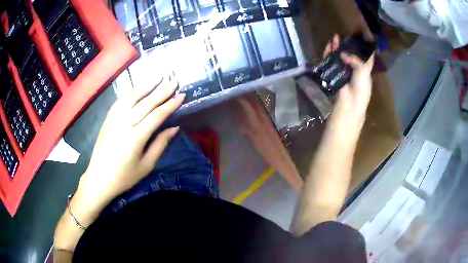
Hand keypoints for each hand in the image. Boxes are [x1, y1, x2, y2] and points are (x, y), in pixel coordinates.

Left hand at [74, 74, 184, 220]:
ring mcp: (114, 119)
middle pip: (146, 103)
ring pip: (132, 97)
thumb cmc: (124, 177)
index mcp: (136, 138)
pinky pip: (121, 101)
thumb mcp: (146, 166)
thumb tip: (174, 128)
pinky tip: (139, 88)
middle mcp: (124, 123)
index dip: (170, 104)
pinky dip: (131, 92)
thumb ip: (160, 145)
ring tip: (159, 77)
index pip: (156, 115)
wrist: (98, 178)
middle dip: (162, 90)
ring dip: (147, 86)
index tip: (181, 95)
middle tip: (174, 80)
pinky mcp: (108, 119)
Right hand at [323, 35, 374, 120]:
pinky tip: (329, 47)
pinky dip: (329, 54)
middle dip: (347, 45)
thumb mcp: (363, 71)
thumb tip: (341, 54)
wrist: (351, 102)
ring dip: (337, 48)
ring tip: (334, 38)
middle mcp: (355, 68)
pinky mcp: (335, 73)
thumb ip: (355, 59)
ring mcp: (344, 71)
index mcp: (365, 69)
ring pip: (340, 56)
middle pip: (351, 54)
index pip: (366, 56)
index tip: (362, 37)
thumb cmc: (361, 87)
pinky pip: (332, 62)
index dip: (364, 47)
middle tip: (343, 36)